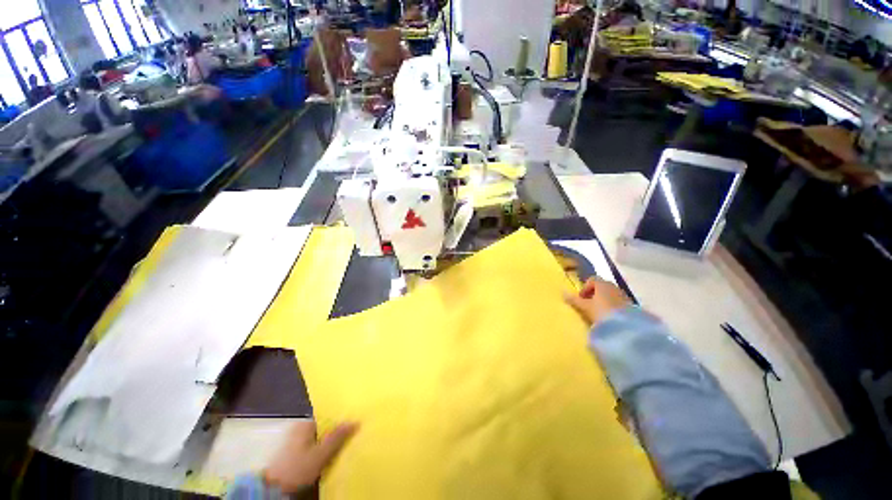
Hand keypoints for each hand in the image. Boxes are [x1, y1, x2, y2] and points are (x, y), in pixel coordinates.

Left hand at [263, 420, 358, 493]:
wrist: (274, 491)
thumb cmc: (297, 469)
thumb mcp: (320, 454)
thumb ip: (338, 437)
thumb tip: (356, 420)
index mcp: (304, 424)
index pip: (328, 418)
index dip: (340, 423)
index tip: (353, 428)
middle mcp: (299, 430)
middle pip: (323, 430)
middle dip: (336, 435)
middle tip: (351, 439)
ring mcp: (295, 444)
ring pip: (318, 441)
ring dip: (329, 446)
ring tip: (343, 450)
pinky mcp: (293, 457)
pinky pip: (313, 450)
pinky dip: (321, 454)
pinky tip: (329, 460)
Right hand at [564, 277, 630, 327]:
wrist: (627, 327)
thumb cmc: (602, 312)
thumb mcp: (585, 307)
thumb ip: (574, 300)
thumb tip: (562, 292)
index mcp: (602, 284)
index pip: (592, 280)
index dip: (585, 288)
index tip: (581, 298)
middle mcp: (614, 287)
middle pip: (602, 287)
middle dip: (594, 294)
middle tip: (588, 306)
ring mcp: (624, 296)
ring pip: (611, 295)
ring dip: (604, 301)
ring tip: (598, 314)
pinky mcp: (632, 306)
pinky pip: (618, 303)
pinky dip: (613, 307)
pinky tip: (609, 318)